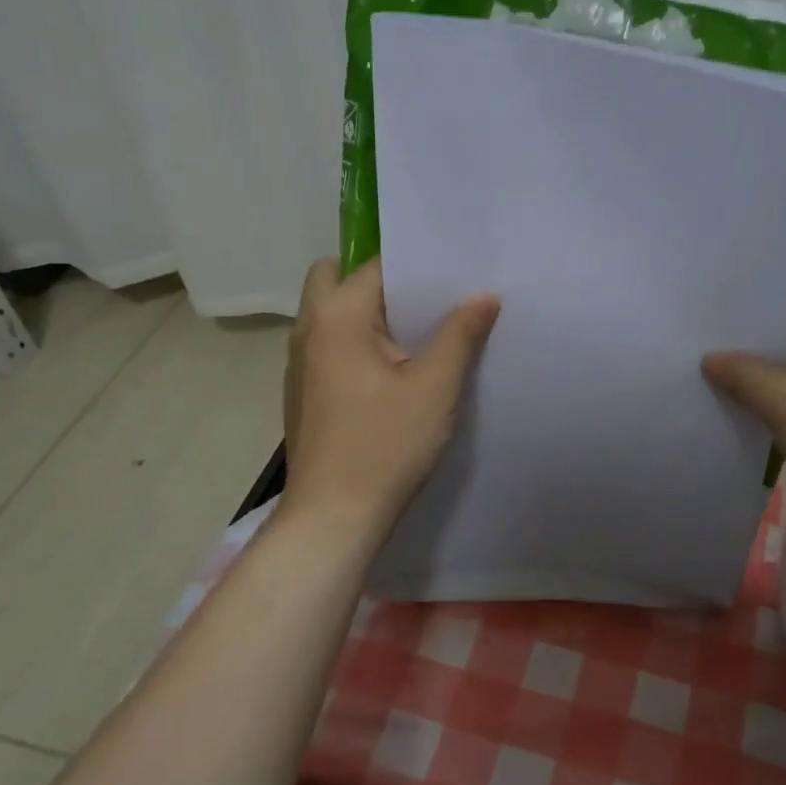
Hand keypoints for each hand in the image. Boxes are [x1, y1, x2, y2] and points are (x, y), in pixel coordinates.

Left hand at [283, 257, 499, 536]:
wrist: (333, 519)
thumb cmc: (385, 445)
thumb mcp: (435, 387)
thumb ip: (460, 333)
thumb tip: (484, 294)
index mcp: (338, 317)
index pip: (377, 266)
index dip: (417, 266)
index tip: (454, 272)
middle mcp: (310, 330)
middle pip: (338, 278)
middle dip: (382, 281)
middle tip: (428, 301)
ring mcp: (301, 363)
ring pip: (332, 313)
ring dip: (370, 313)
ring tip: (421, 331)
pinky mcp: (305, 391)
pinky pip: (332, 344)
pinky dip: (359, 341)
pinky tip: (395, 370)